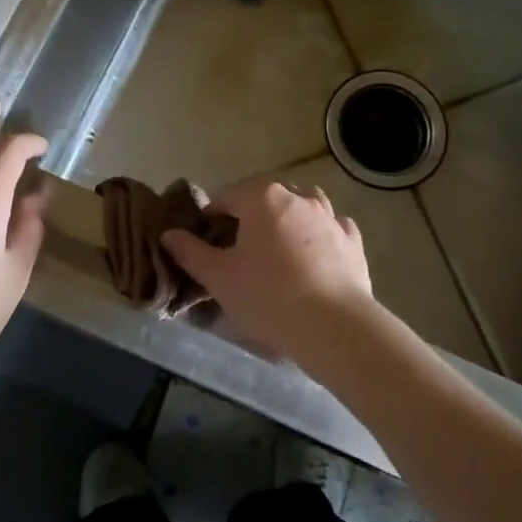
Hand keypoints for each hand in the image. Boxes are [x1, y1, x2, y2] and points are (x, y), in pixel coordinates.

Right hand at [162, 180, 370, 358]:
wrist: (333, 325)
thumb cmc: (268, 297)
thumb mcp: (219, 277)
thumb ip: (190, 252)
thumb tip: (169, 235)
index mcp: (262, 198)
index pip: (227, 196)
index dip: (211, 216)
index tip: (204, 240)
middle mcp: (299, 197)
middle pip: (266, 196)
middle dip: (249, 213)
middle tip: (238, 246)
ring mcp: (330, 216)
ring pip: (303, 204)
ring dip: (286, 217)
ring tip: (277, 246)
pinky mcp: (352, 240)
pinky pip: (330, 226)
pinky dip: (318, 233)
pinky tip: (313, 254)